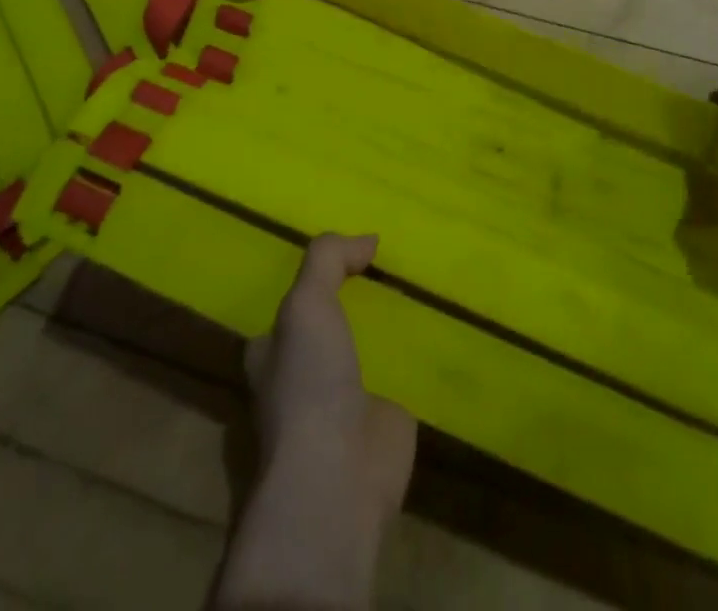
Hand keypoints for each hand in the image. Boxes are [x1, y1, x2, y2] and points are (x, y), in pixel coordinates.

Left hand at [243, 233, 415, 527]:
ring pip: (366, 350)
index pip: (289, 310)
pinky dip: (418, 357)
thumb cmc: (308, 384)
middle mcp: (304, 378)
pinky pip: (402, 376)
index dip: (313, 282)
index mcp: (273, 355)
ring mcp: (344, 403)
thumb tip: (367, 239)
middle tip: (392, 265)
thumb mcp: (306, 303)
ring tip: (423, 287)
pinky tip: (444, 330)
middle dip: (354, 303)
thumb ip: (328, 259)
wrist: (338, 478)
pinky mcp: (383, 420)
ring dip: (389, 329)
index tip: (349, 255)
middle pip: (330, 328)